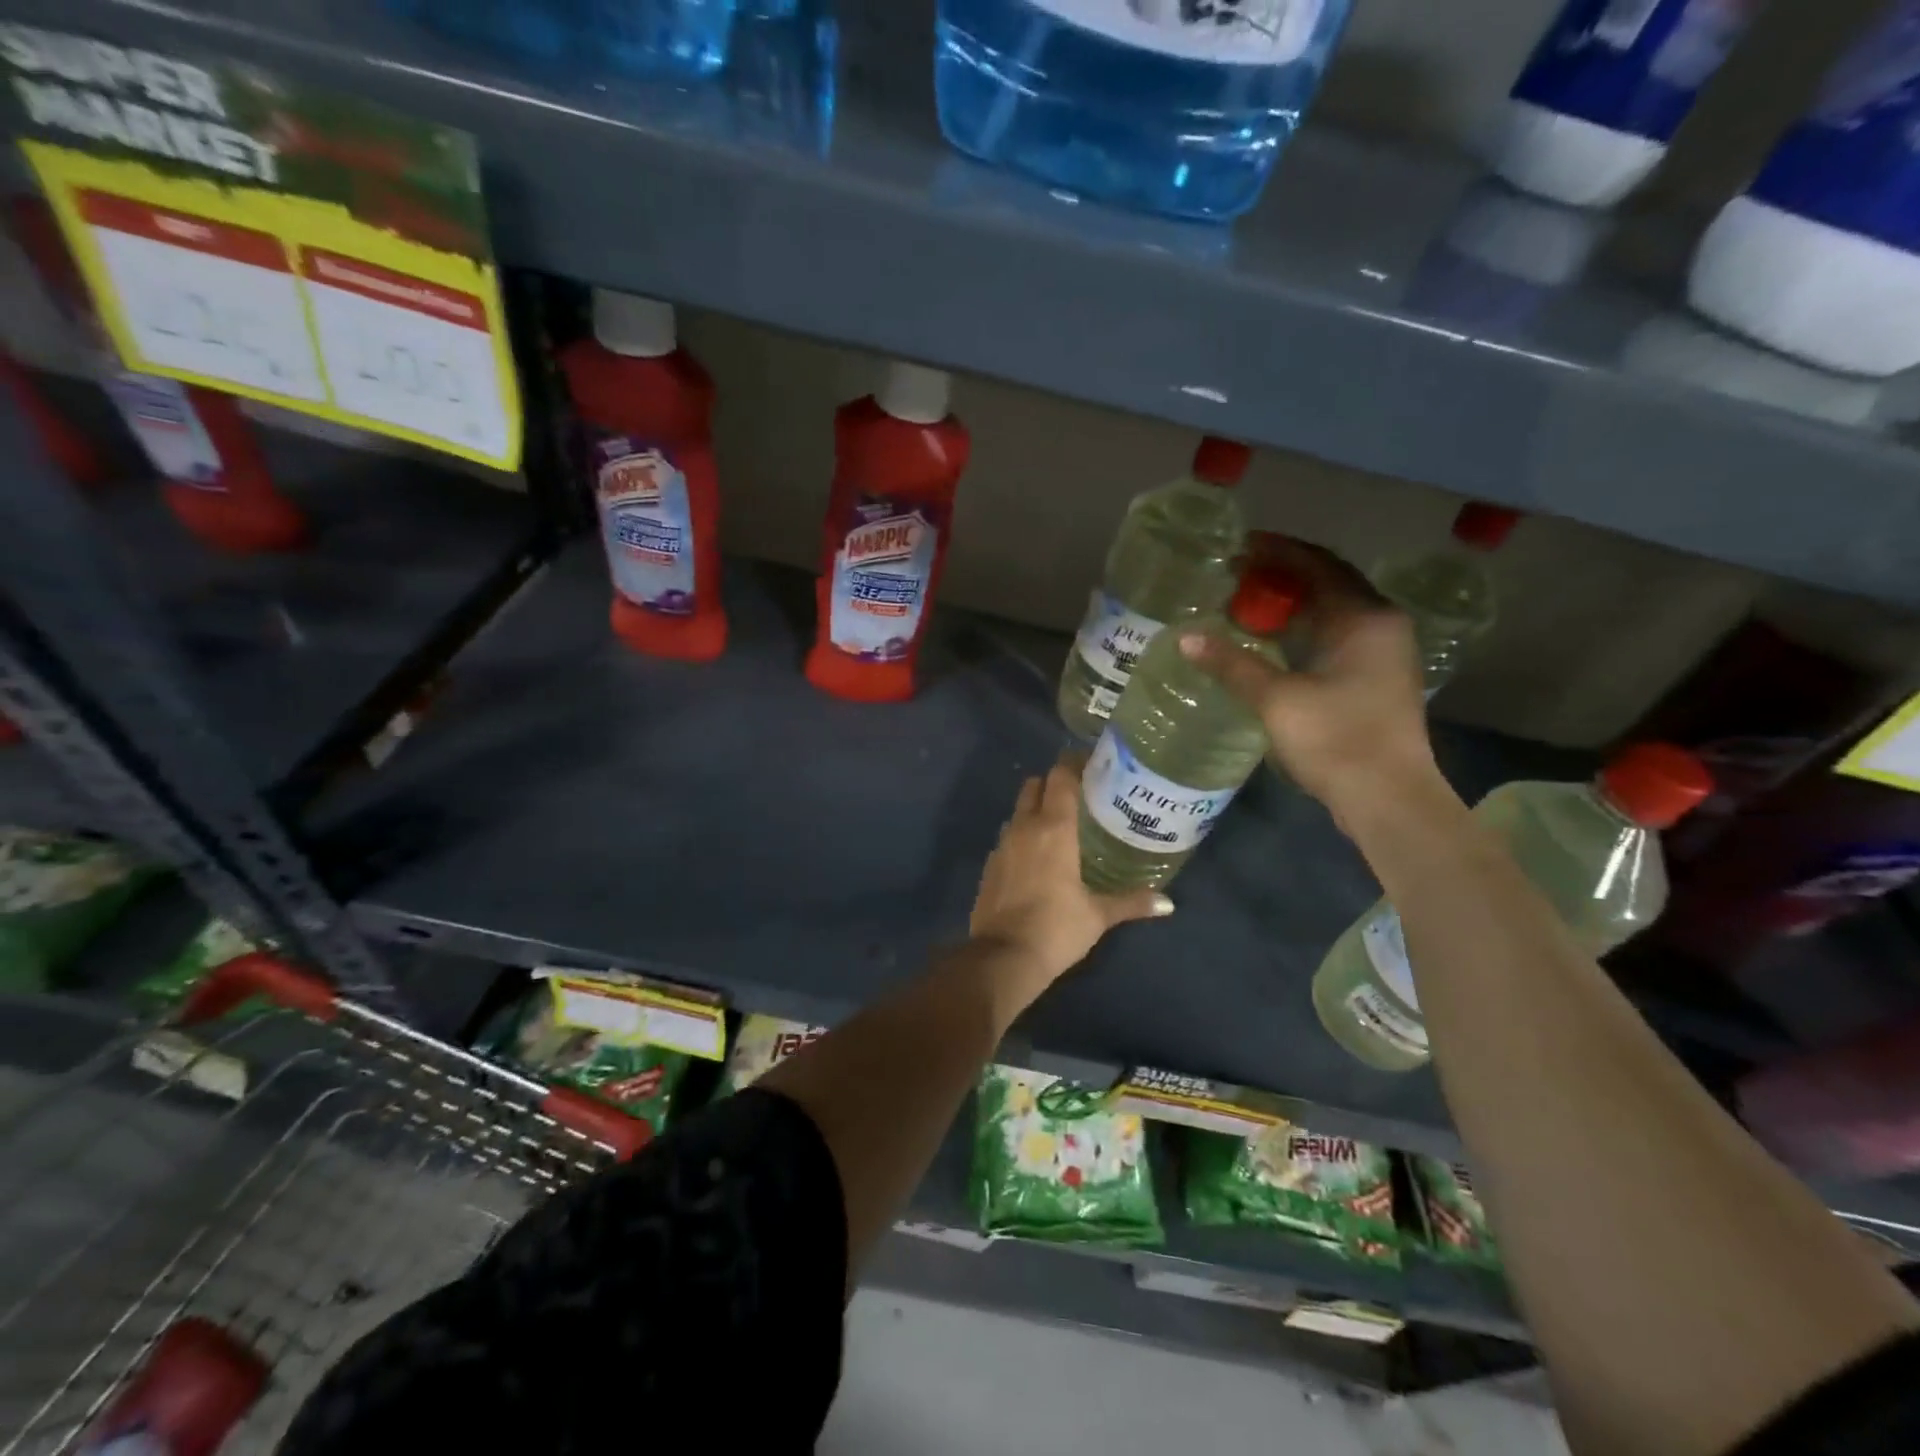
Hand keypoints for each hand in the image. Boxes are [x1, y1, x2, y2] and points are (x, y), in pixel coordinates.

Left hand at [969, 755, 1174, 1006]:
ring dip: (1035, 809)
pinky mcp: (989, 865)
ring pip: (1017, 811)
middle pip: (1034, 785)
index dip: (1073, 764)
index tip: (1092, 765)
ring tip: (1060, 825)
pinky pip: (1007, 837)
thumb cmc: (1056, 928)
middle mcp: (1024, 827)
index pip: (1060, 777)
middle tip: (1078, 795)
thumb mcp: (1098, 915)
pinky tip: (1037, 857)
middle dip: (1052, 783)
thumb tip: (1168, 902)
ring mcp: (1002, 845)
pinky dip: (1021, 836)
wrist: (1003, 958)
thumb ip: (1132, 902)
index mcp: (1053, 828)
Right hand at [1178, 537, 1439, 827]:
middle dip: (1281, 577)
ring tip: (1244, 605)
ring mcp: (1382, 655)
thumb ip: (1231, 664)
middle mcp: (1380, 626)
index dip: (1276, 551)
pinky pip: (1333, 639)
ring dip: (1291, 606)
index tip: (1237, 547)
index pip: (1317, 564)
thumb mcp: (1277, 699)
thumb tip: (1185, 637)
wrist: (1387, 799)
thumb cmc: (1336, 739)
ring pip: (1331, 614)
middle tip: (1234, 576)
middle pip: (1327, 585)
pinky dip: (1301, 632)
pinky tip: (1270, 644)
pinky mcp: (1375, 681)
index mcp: (1365, 617)